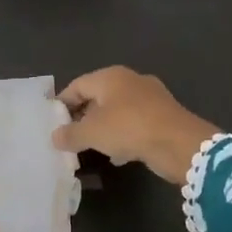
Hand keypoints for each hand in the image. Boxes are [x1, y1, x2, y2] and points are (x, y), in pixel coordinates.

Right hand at [52, 66, 218, 183]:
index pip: (77, 85)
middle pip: (97, 97)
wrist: (179, 143)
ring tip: (90, 148)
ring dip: (102, 129)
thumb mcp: (92, 133)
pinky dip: (122, 136)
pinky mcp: (162, 116)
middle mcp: (130, 81)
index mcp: (110, 76)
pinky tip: (117, 155)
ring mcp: (150, 97)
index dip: (62, 103)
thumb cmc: (129, 128)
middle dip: (82, 117)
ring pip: (116, 112)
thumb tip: (55, 136)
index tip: (52, 123)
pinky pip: (134, 124)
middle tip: (69, 137)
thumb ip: (70, 134)